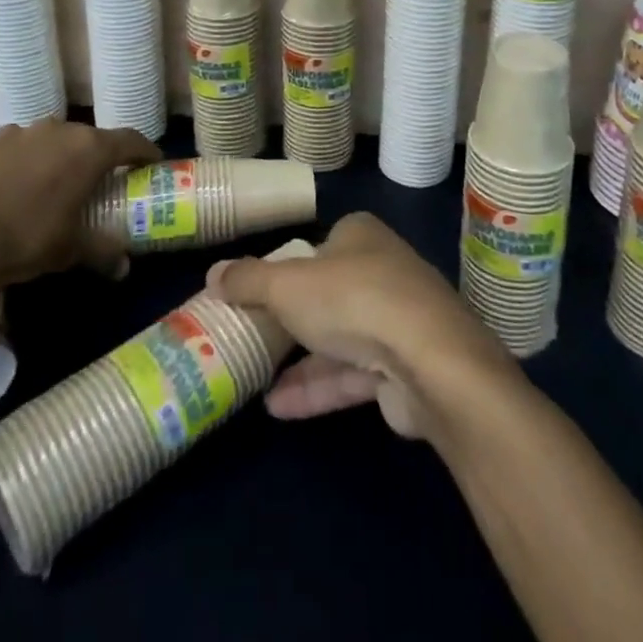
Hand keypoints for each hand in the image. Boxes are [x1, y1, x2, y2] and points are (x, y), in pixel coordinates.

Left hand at [0, 119, 159, 289]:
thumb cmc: (23, 236)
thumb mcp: (67, 251)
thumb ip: (100, 252)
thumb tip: (123, 268)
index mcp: (89, 149)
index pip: (131, 140)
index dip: (145, 152)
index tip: (153, 164)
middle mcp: (60, 130)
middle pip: (91, 139)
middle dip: (99, 159)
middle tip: (102, 184)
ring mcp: (22, 132)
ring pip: (53, 142)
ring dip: (60, 159)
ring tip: (55, 188)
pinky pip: (21, 149)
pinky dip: (27, 164)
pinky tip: (15, 191)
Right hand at [208, 212, 516, 439]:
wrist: (429, 361)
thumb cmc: (353, 300)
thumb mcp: (287, 284)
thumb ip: (249, 280)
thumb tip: (213, 273)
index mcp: (361, 235)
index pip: (320, 243)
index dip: (289, 264)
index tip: (257, 290)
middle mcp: (382, 269)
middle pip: (329, 290)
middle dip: (294, 314)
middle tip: (252, 333)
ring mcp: (397, 319)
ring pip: (340, 335)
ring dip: (301, 359)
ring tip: (254, 376)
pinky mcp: (403, 366)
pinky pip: (352, 373)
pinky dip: (318, 387)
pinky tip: (278, 407)